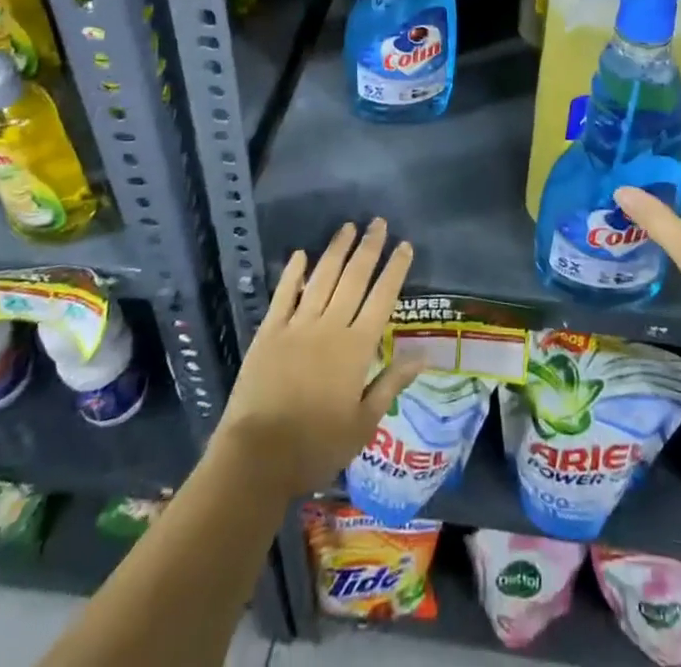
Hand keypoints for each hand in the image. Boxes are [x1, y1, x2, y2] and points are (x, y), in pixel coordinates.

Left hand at [215, 219, 422, 499]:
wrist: (257, 458)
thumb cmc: (316, 446)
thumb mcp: (363, 424)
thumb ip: (391, 384)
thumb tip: (423, 355)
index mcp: (356, 348)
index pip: (382, 298)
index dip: (394, 269)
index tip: (404, 245)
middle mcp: (330, 326)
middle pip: (354, 278)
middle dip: (368, 247)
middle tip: (378, 222)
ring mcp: (297, 326)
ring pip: (322, 278)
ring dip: (336, 250)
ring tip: (348, 227)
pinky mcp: (269, 332)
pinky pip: (284, 294)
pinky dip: (293, 273)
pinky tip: (301, 255)